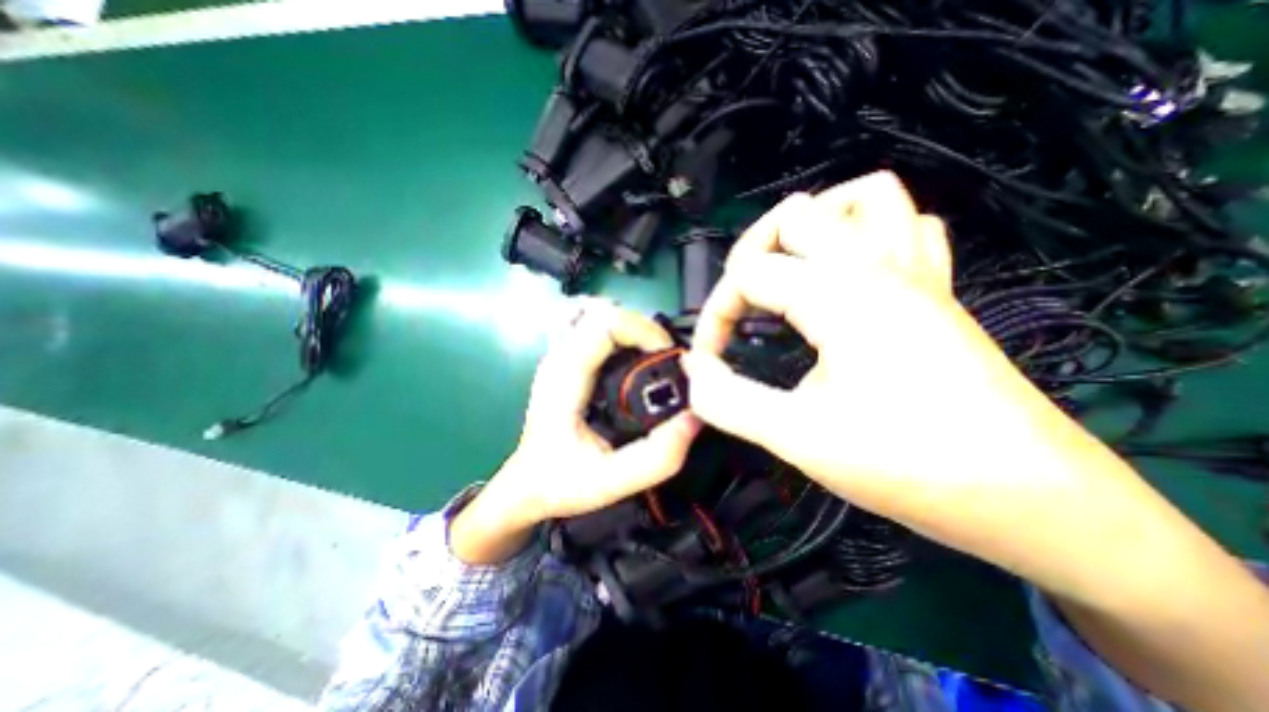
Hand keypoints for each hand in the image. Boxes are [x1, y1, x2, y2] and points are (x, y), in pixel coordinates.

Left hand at [451, 298, 697, 562]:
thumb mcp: (610, 482)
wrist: (526, 486)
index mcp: (565, 377)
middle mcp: (560, 357)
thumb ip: (655, 458)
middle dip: (644, 328)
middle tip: (665, 359)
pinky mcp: (568, 360)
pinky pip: (597, 328)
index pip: (605, 323)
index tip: (667, 358)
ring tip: (653, 358)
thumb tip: (694, 418)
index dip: (644, 331)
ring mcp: (561, 355)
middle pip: (605, 312)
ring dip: (633, 329)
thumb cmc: (560, 483)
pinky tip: (634, 358)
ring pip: (600, 315)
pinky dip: (622, 334)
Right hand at [684, 172, 1079, 532]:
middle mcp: (877, 267)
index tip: (709, 362)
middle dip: (750, 254)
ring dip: (814, 225)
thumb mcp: (798, 438)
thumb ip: (729, 401)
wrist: (1034, 501)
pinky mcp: (938, 294)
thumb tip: (692, 373)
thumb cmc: (911, 465)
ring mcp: (916, 274)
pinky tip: (849, 273)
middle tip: (741, 304)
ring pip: (864, 199)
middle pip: (796, 214)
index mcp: (839, 294)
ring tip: (790, 269)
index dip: (714, 315)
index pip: (747, 274)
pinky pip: (906, 227)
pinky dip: (868, 234)